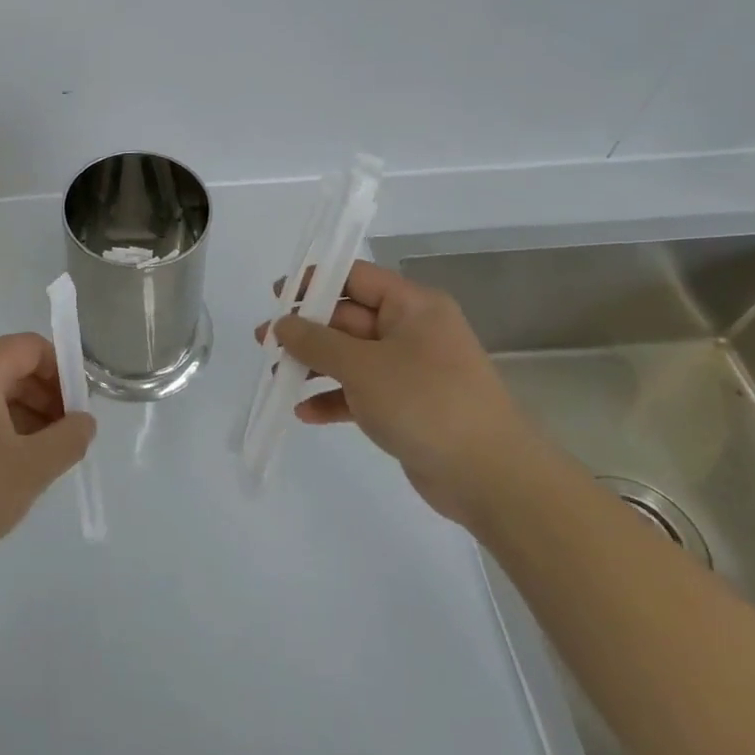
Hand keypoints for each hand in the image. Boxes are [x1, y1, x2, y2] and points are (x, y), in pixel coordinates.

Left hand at [0, 333, 96, 567]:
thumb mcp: (31, 468)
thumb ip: (69, 439)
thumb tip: (85, 421)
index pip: (33, 347)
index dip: (64, 373)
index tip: (80, 410)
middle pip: (11, 366)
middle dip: (45, 397)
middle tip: (66, 436)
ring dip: (23, 414)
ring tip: (41, 456)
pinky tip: (6, 465)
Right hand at [261, 261, 540, 526]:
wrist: (491, 477)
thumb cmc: (426, 402)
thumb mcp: (363, 366)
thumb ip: (316, 342)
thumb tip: (282, 324)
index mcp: (412, 306)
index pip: (356, 277)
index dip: (314, 282)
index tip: (276, 297)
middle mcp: (412, 331)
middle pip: (348, 318)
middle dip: (305, 330)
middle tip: (263, 341)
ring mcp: (409, 371)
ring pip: (350, 357)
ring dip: (313, 365)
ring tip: (274, 376)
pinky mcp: (406, 407)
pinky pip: (360, 392)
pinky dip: (333, 398)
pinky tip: (304, 413)